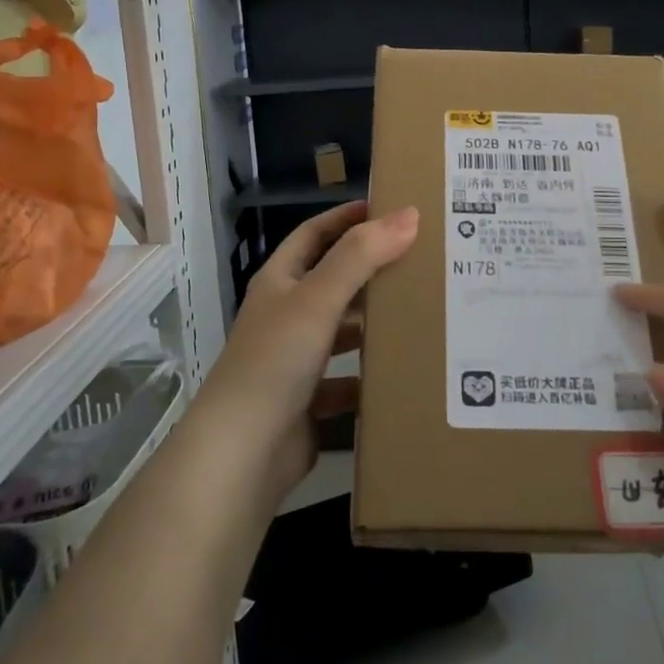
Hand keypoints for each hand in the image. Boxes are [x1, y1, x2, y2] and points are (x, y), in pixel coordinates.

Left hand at [198, 201, 417, 501]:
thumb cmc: (275, 361)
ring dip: (373, 323)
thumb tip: (408, 215)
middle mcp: (285, 315)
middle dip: (371, 271)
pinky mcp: (307, 400)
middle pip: (333, 281)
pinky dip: (369, 376)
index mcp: (279, 283)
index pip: (315, 234)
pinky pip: (346, 380)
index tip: (391, 210)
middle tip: (421, 261)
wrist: (242, 454)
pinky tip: (401, 372)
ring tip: (420, 313)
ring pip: (342, 331)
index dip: (347, 218)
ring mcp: (294, 360)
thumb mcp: (318, 299)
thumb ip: (361, 256)